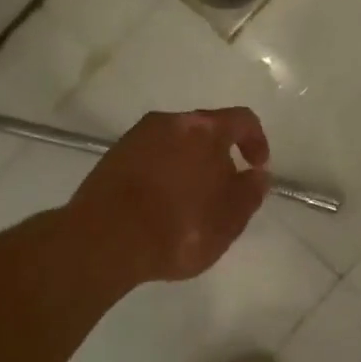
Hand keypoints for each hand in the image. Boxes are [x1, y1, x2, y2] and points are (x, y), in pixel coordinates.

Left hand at [68, 108, 271, 288]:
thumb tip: (257, 175)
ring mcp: (136, 138)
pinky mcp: (111, 158)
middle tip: (222, 192)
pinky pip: (150, 159)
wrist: (102, 241)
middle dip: (219, 157)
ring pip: (175, 144)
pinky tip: (160, 207)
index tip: (257, 168)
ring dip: (189, 166)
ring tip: (189, 204)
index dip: (257, 142)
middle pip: (205, 130)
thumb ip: (250, 193)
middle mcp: (169, 122)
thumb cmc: (178, 227)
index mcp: (204, 129)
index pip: (243, 121)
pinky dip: (162, 175)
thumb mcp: (229, 219)